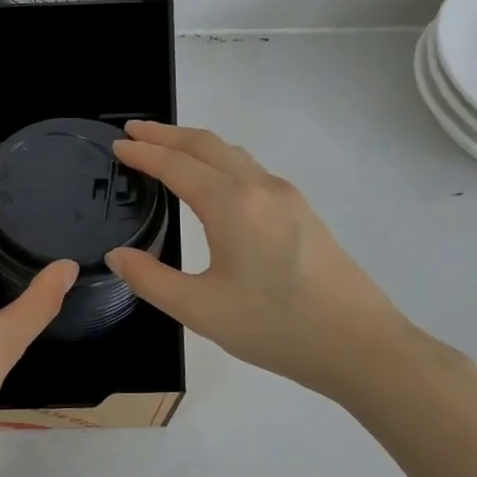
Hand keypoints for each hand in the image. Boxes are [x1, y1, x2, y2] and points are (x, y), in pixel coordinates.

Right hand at [106, 121, 423, 400]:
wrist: (360, 344)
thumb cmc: (275, 327)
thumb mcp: (200, 310)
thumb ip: (151, 279)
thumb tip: (118, 256)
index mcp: (231, 205)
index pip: (176, 165)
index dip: (143, 153)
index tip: (116, 145)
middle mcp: (259, 188)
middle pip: (206, 145)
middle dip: (166, 134)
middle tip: (134, 132)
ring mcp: (286, 197)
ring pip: (232, 153)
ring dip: (194, 144)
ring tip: (166, 148)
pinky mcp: (301, 212)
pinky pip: (250, 169)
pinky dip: (219, 160)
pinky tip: (213, 181)